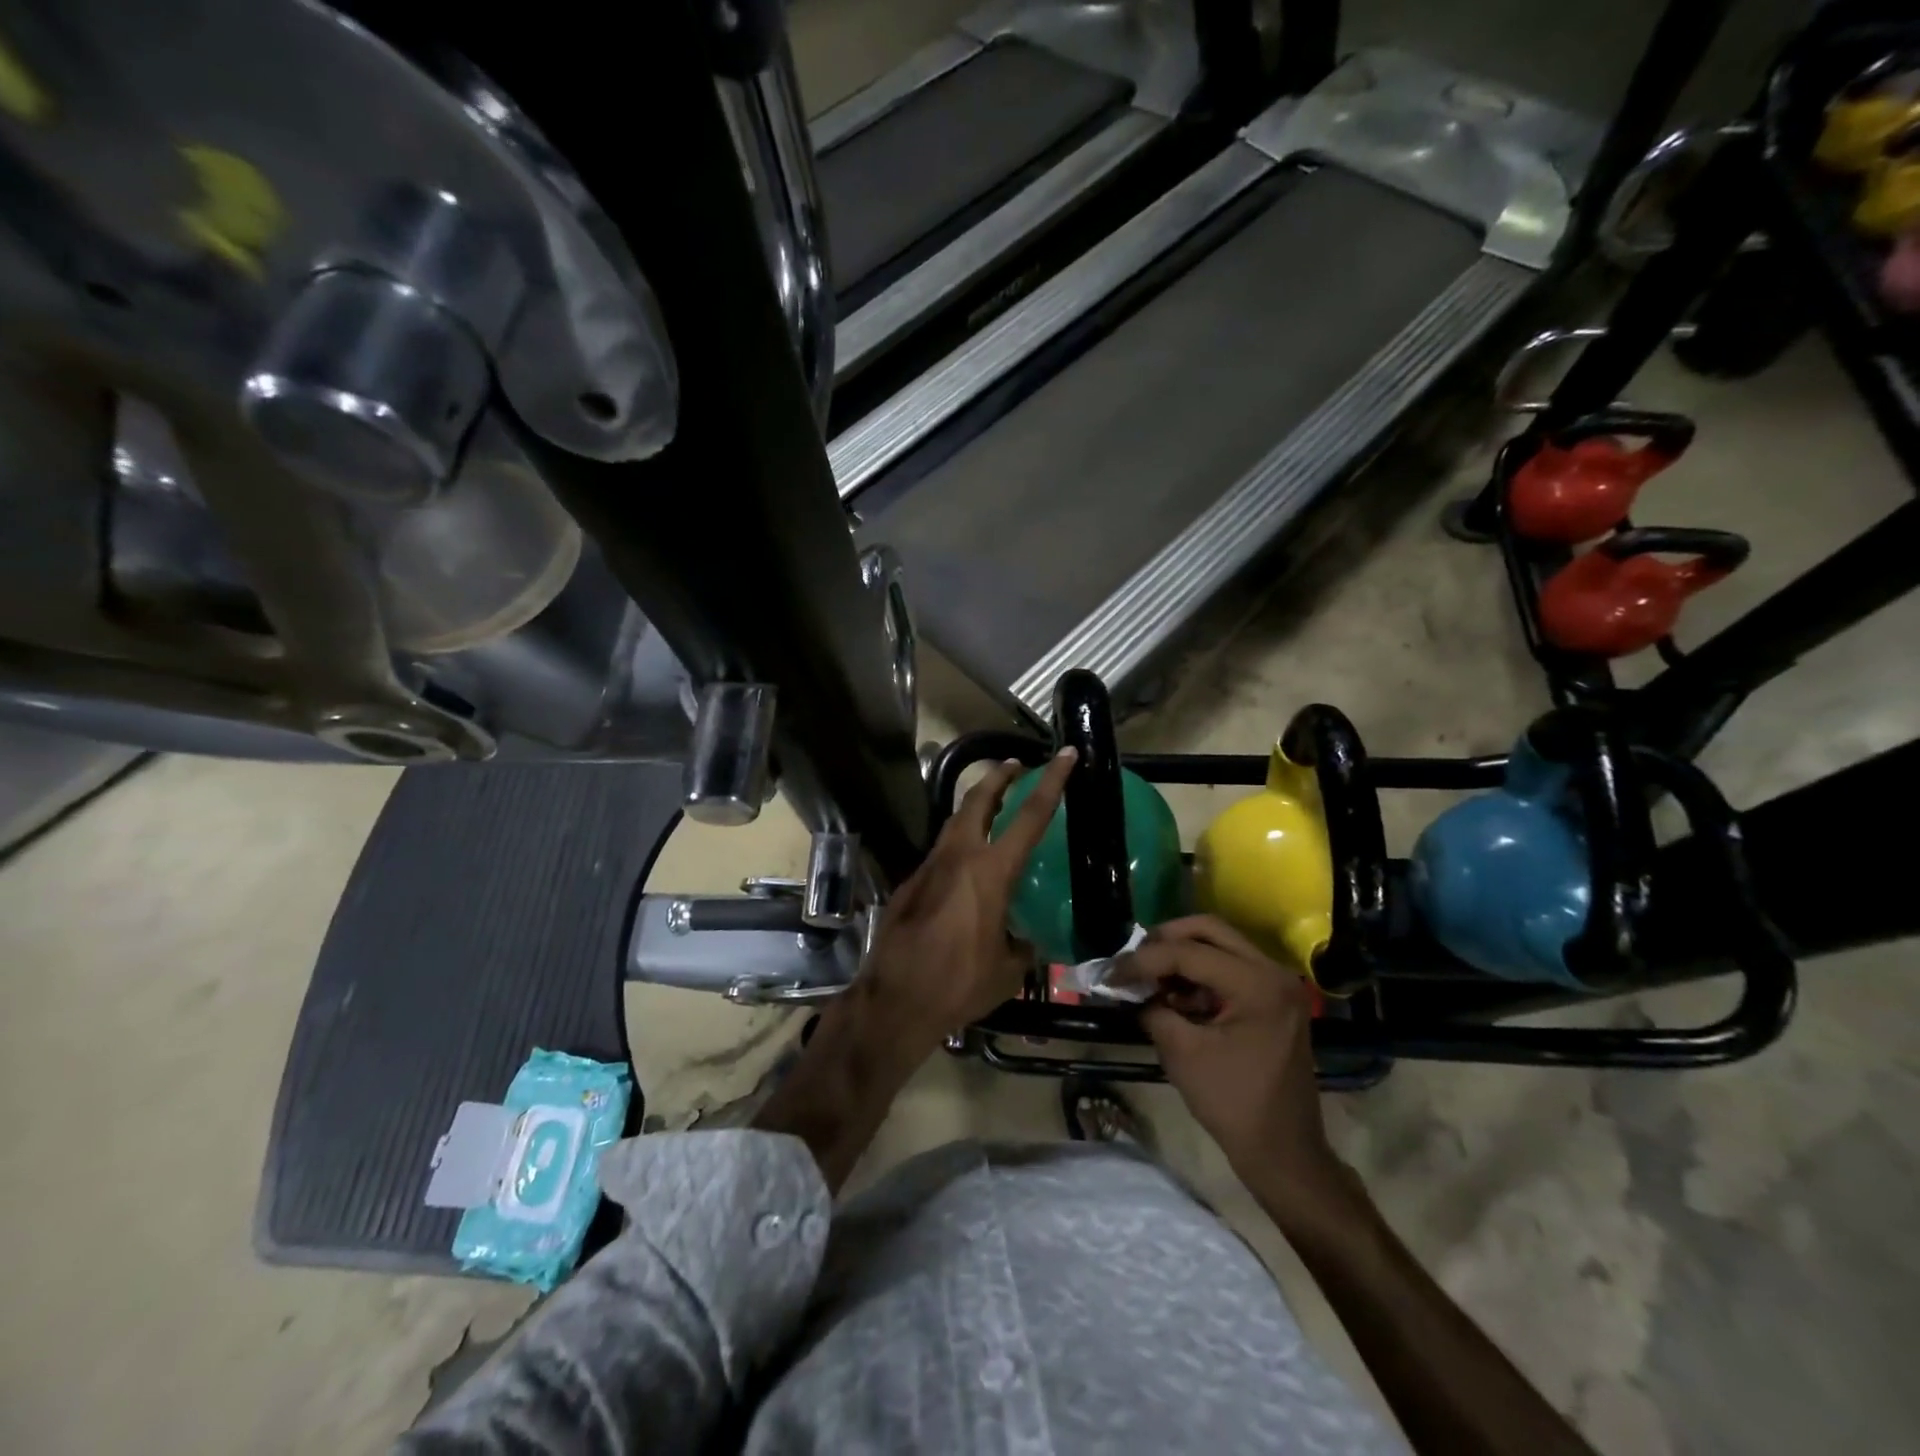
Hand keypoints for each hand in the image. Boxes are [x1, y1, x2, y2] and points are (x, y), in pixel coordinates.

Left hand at [861, 749, 1075, 1050]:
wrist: (895, 999)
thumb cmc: (959, 984)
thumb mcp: (1008, 969)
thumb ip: (1021, 945)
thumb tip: (1025, 939)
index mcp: (990, 872)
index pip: (1029, 815)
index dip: (1051, 782)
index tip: (1064, 754)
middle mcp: (958, 857)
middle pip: (978, 799)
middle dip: (998, 775)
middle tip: (1015, 764)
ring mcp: (929, 866)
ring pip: (955, 821)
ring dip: (975, 804)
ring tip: (992, 802)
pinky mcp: (910, 883)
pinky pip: (941, 851)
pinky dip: (959, 841)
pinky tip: (965, 863)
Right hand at [1127, 916, 1352, 1227]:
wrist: (1284, 1152)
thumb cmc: (1234, 1104)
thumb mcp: (1182, 1053)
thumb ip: (1153, 1010)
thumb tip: (1131, 991)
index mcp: (1257, 984)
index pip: (1189, 953)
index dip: (1144, 960)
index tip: (1111, 973)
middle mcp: (1272, 972)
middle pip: (1209, 930)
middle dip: (1165, 940)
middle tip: (1133, 959)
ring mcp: (1276, 985)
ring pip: (1220, 946)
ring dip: (1181, 956)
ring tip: (1148, 978)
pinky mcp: (1272, 1000)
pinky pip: (1229, 968)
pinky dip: (1198, 975)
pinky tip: (1173, 996)